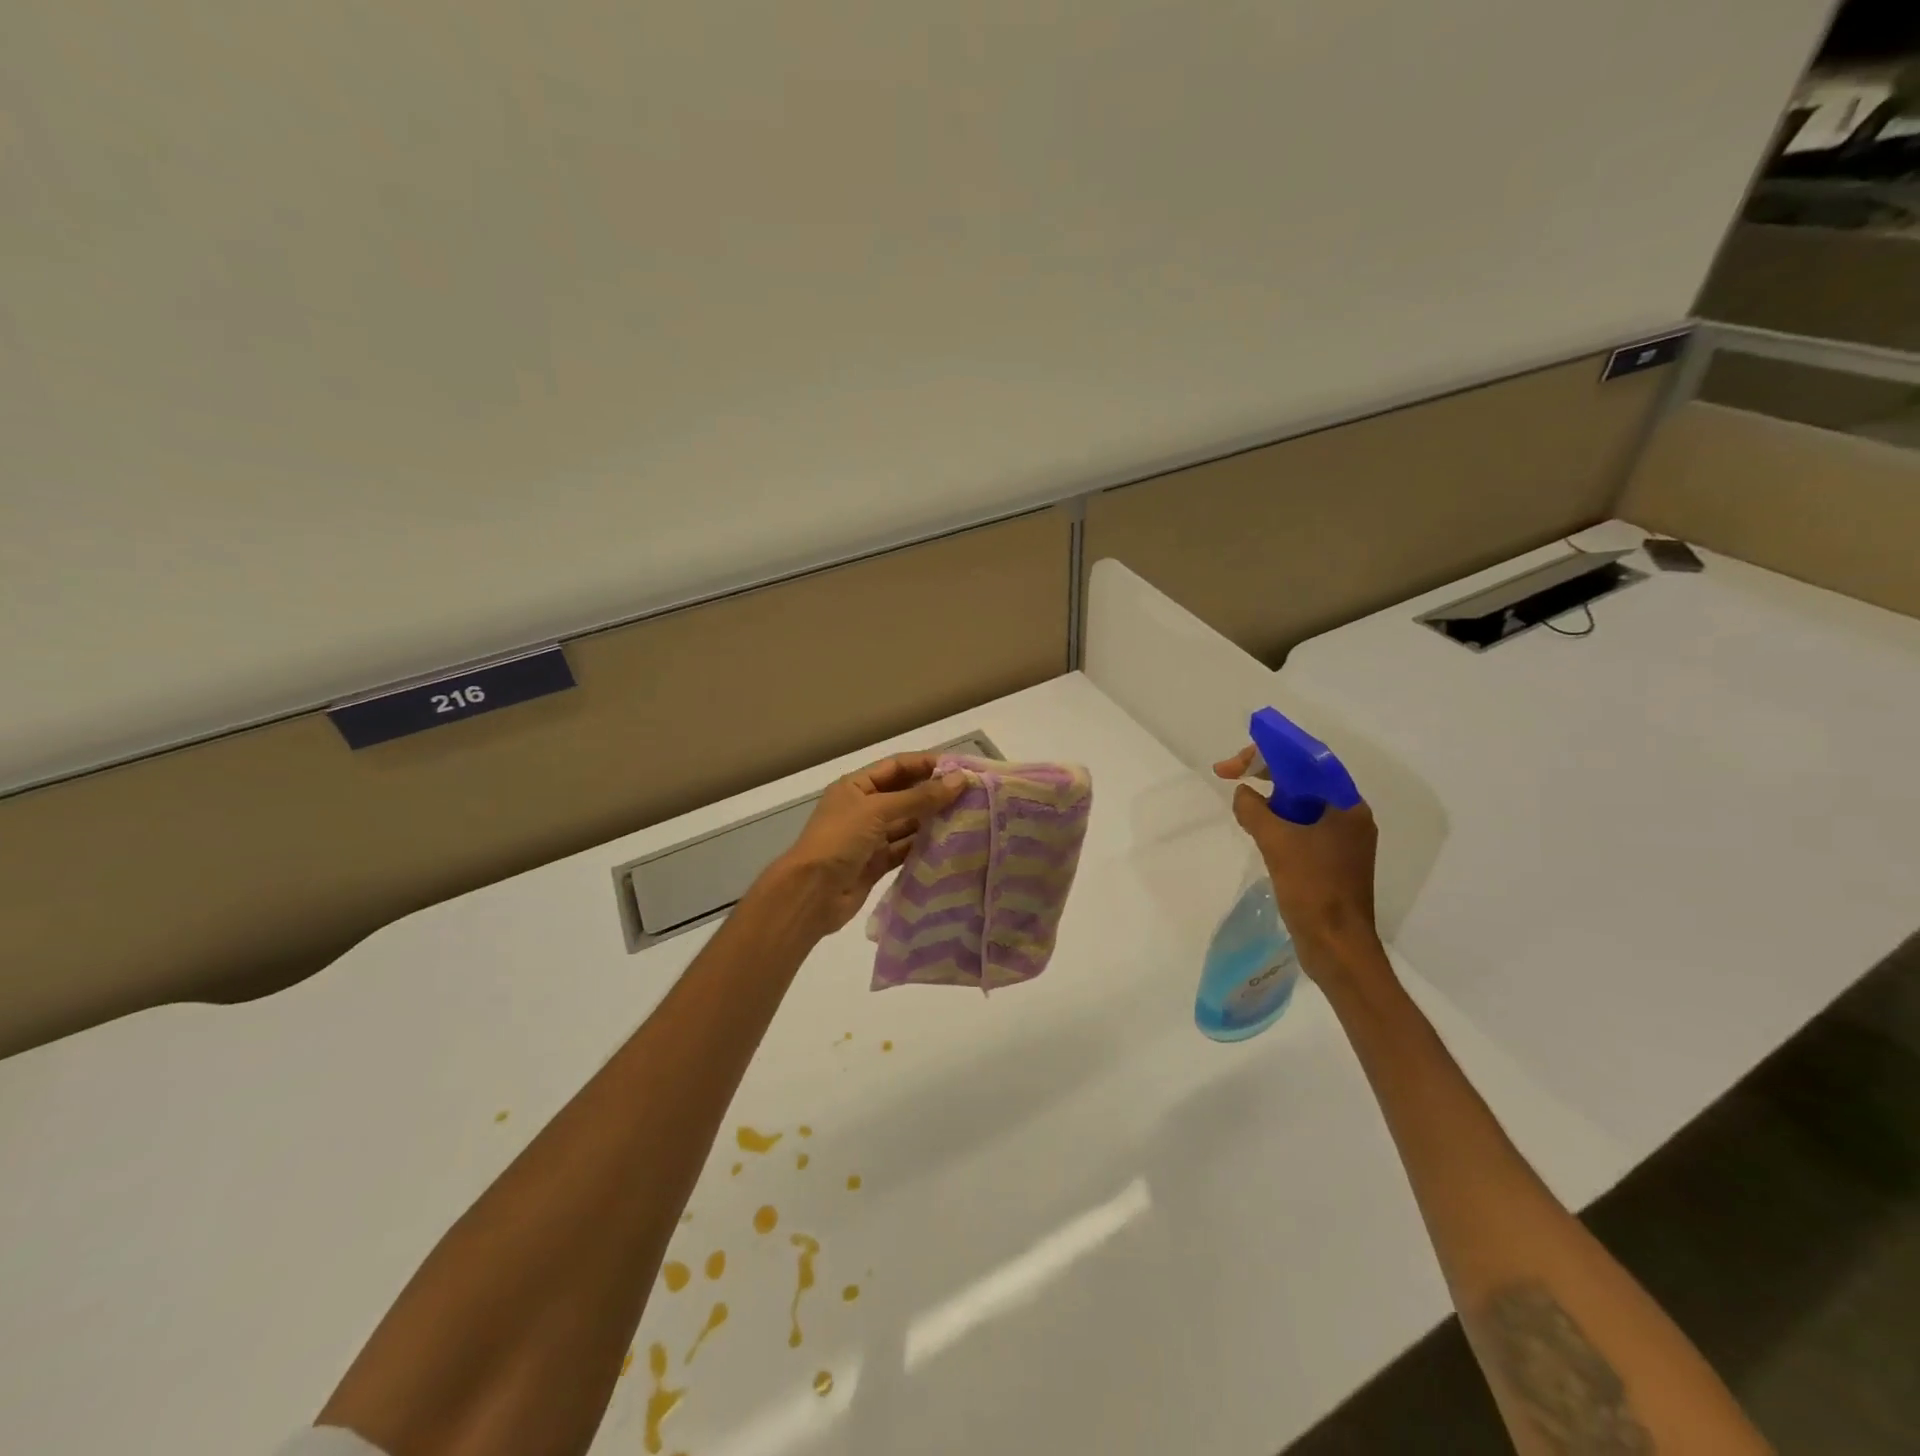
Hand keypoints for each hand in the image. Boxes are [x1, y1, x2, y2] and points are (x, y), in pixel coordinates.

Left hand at [773, 754, 968, 935]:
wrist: (810, 894)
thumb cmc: (839, 840)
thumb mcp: (877, 811)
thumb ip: (918, 797)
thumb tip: (958, 780)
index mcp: (856, 787)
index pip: (896, 767)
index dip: (926, 765)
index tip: (959, 768)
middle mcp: (863, 808)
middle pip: (904, 794)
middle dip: (934, 793)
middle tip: (971, 794)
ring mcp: (870, 838)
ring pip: (907, 824)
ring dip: (933, 821)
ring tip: (968, 817)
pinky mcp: (877, 864)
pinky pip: (905, 849)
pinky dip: (924, 847)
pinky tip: (950, 844)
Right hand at [1213, 746, 1382, 978]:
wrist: (1336, 946)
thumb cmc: (1313, 888)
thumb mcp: (1276, 842)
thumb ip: (1254, 810)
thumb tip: (1243, 794)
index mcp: (1347, 806)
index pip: (1306, 761)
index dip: (1267, 754)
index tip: (1234, 764)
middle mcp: (1349, 817)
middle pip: (1304, 781)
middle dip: (1266, 775)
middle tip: (1230, 776)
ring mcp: (1342, 841)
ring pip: (1301, 805)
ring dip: (1270, 801)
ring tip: (1243, 808)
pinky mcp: (1332, 862)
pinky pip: (1303, 829)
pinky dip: (1279, 824)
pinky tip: (1259, 833)